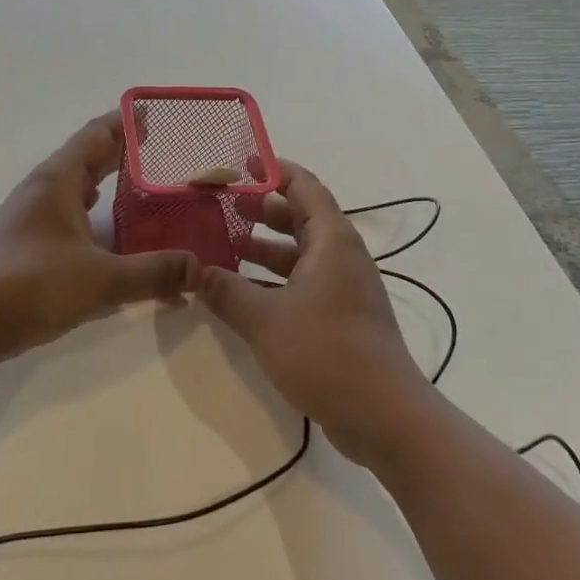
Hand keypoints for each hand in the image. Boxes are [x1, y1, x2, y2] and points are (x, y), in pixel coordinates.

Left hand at [0, 113, 198, 368]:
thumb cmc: (29, 287)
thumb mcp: (100, 281)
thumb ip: (153, 273)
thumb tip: (200, 267)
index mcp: (57, 180)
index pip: (97, 134)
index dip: (127, 122)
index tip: (159, 117)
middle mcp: (43, 189)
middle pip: (88, 157)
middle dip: (124, 153)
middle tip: (166, 154)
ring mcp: (31, 216)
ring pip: (77, 187)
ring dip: (109, 183)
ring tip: (147, 189)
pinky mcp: (27, 242)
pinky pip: (69, 213)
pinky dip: (95, 213)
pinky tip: (113, 233)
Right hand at [197, 164, 438, 466]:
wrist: (384, 415)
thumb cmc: (325, 352)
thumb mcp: (265, 320)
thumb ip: (226, 291)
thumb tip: (195, 272)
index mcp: (332, 241)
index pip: (304, 187)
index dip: (274, 171)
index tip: (241, 164)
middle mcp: (341, 256)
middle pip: (302, 218)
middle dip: (263, 209)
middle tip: (224, 206)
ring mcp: (344, 288)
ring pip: (301, 253)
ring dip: (266, 248)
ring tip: (226, 245)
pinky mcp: (341, 317)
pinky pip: (303, 282)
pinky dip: (275, 279)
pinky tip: (245, 292)